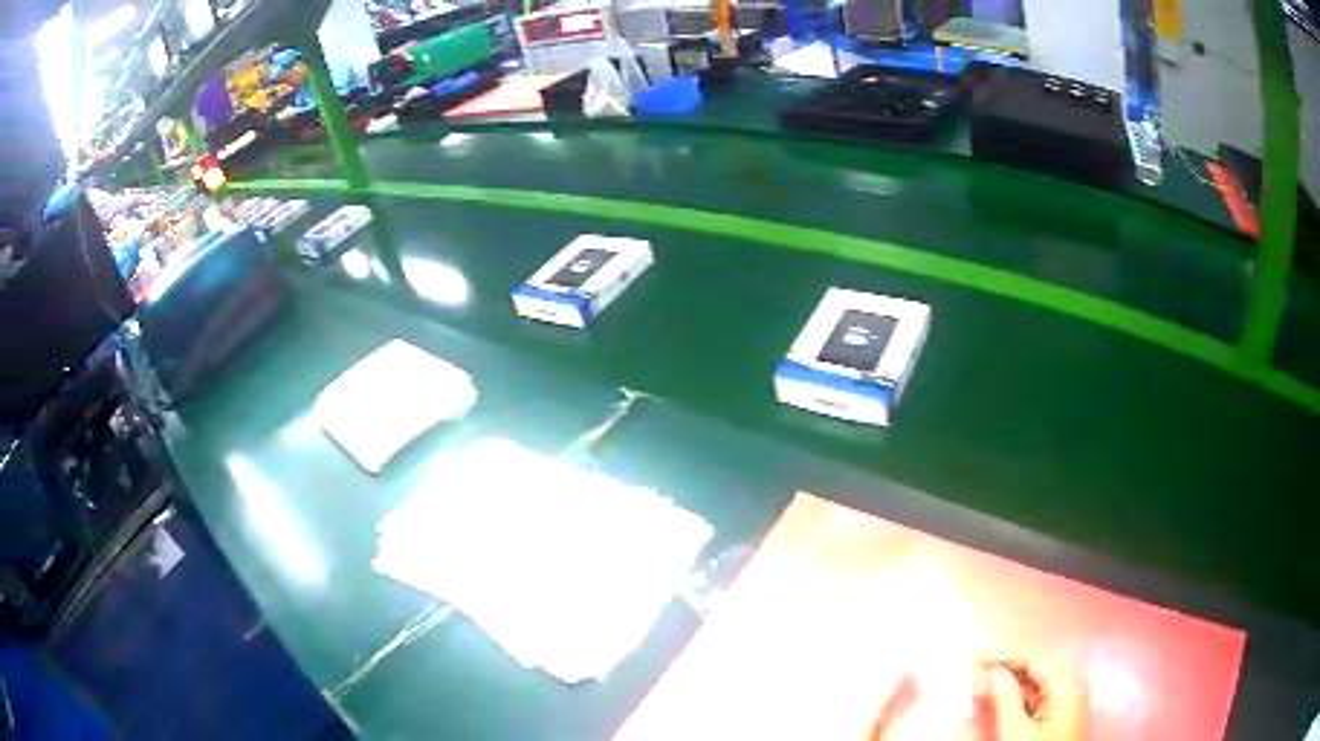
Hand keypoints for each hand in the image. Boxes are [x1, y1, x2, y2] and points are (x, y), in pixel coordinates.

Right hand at [980, 655, 1086, 740]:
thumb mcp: (1015, 732)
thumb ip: (1005, 699)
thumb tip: (994, 672)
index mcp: (1068, 686)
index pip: (1037, 657)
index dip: (1006, 653)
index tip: (976, 655)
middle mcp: (1072, 688)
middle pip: (1040, 667)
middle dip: (1009, 665)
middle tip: (977, 666)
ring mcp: (1068, 704)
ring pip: (1039, 683)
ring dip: (1012, 680)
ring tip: (984, 681)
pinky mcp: (1060, 719)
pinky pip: (1039, 698)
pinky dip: (1019, 695)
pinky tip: (1001, 698)